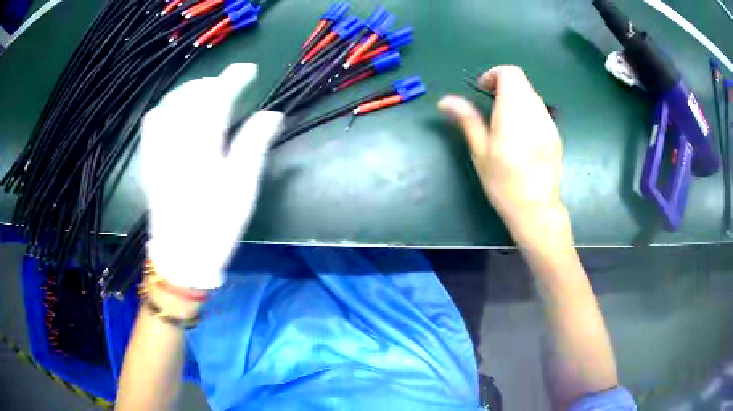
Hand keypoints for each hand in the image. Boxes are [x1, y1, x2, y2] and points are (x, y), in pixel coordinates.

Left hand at [141, 63, 282, 289]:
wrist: (181, 257)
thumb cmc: (216, 227)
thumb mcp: (242, 189)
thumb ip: (254, 146)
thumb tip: (272, 114)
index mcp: (202, 149)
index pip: (216, 99)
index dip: (233, 78)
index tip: (248, 70)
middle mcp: (176, 143)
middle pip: (189, 95)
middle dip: (211, 82)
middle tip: (228, 87)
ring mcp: (158, 150)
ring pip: (168, 103)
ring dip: (188, 92)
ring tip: (203, 98)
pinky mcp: (149, 160)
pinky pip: (151, 122)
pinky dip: (166, 108)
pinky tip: (176, 116)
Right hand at [439, 66, 565, 239]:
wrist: (536, 208)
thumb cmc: (503, 182)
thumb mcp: (480, 151)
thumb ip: (467, 119)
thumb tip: (446, 100)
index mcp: (514, 112)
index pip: (510, 73)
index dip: (494, 75)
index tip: (483, 91)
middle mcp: (535, 112)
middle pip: (522, 81)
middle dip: (503, 86)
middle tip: (490, 107)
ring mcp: (548, 123)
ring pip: (532, 95)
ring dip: (516, 98)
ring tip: (505, 122)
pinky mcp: (555, 134)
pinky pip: (540, 110)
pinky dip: (527, 111)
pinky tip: (521, 135)